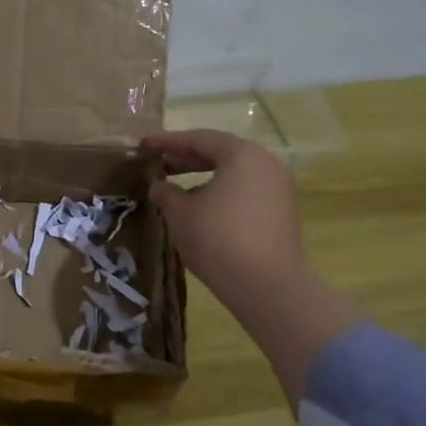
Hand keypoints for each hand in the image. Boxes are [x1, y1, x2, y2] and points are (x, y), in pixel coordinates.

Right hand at [143, 131, 356, 375]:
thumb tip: (159, 186)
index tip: (144, 145)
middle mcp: (266, 164)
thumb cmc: (218, 239)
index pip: (200, 139)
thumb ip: (166, 193)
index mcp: (243, 155)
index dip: (168, 141)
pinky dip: (220, 191)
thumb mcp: (180, 213)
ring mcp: (278, 189)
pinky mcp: (281, 213)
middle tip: (158, 162)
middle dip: (186, 157)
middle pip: (220, 152)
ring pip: (234, 173)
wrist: (267, 286)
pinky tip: (200, 206)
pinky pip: (245, 190)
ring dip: (203, 175)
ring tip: (174, 185)